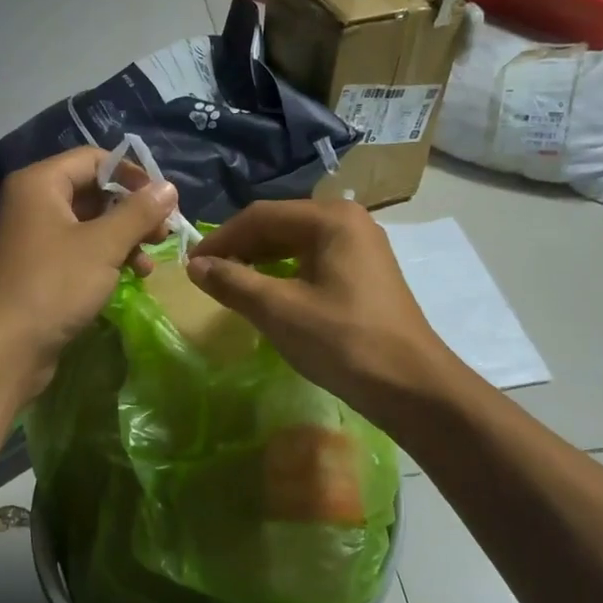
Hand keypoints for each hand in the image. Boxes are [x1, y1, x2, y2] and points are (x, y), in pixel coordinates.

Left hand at [0, 148, 177, 400]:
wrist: (1, 350)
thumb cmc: (52, 286)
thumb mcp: (103, 246)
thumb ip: (138, 213)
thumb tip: (169, 188)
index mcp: (39, 184)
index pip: (93, 159)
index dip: (132, 176)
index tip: (163, 202)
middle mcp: (30, 204)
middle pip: (90, 192)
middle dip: (130, 212)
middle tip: (162, 235)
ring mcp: (30, 239)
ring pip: (86, 226)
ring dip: (121, 239)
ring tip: (147, 265)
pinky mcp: (34, 271)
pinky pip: (75, 252)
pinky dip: (103, 260)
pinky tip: (127, 278)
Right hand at [186, 199, 450, 417]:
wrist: (411, 386)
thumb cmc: (343, 342)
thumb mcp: (279, 310)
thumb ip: (233, 282)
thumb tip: (195, 266)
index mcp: (331, 218)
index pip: (261, 216)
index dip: (221, 239)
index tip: (190, 265)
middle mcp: (349, 222)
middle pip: (280, 225)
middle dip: (240, 249)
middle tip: (207, 277)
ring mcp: (362, 248)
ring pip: (297, 245)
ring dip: (260, 262)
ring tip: (230, 286)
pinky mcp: (366, 274)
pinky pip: (314, 262)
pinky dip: (285, 274)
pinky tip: (268, 296)